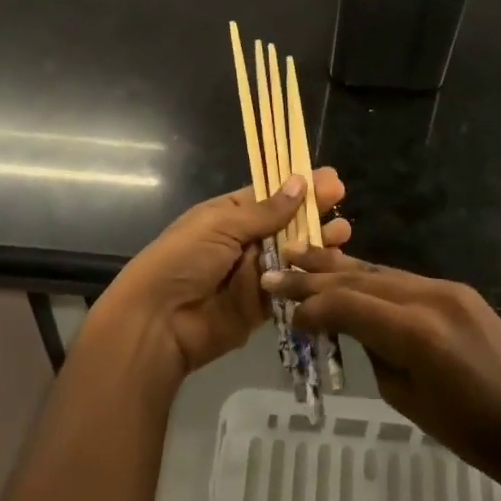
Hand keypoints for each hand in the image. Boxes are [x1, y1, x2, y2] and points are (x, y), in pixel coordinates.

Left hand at [96, 169, 350, 377]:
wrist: (159, 322)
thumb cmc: (183, 260)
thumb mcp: (220, 226)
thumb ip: (264, 211)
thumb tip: (299, 182)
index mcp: (230, 215)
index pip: (271, 195)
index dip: (300, 186)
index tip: (331, 179)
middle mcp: (245, 241)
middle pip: (287, 223)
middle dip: (314, 211)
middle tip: (341, 201)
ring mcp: (255, 273)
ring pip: (294, 254)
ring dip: (318, 242)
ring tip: (342, 233)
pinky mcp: (263, 305)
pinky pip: (291, 286)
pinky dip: (311, 275)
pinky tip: (333, 264)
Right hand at [262, 250, 500, 493]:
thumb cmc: (467, 430)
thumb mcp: (405, 397)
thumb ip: (375, 350)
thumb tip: (355, 325)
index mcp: (415, 332)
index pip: (348, 304)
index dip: (312, 306)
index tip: (284, 313)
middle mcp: (428, 297)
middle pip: (360, 278)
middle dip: (315, 276)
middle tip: (276, 269)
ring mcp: (446, 288)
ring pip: (381, 271)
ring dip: (340, 267)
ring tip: (302, 256)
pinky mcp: (457, 289)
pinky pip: (404, 279)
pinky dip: (372, 277)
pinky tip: (348, 273)